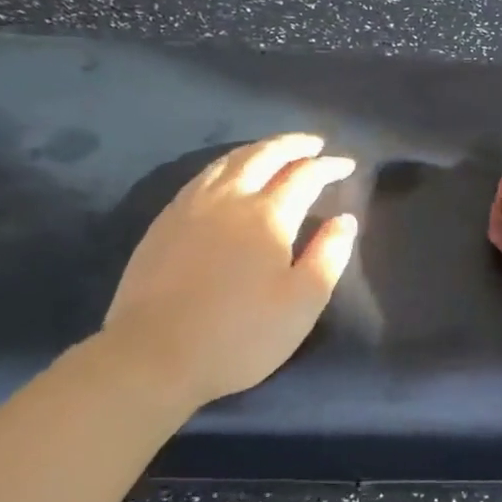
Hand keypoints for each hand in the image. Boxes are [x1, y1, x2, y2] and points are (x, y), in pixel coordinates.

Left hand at [102, 134, 357, 416]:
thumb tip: (345, 219)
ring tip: (276, 150)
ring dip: (259, 148)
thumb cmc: (240, 335)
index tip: (347, 165)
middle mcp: (230, 198)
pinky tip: (229, 174)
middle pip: (265, 155)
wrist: (154, 357)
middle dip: (294, 144)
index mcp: (268, 215)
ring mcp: (192, 206)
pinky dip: (227, 164)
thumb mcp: (302, 303)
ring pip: (230, 160)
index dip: (329, 166)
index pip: (305, 175)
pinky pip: (203, 175)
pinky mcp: (166, 221)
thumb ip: (329, 255)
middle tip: (314, 144)